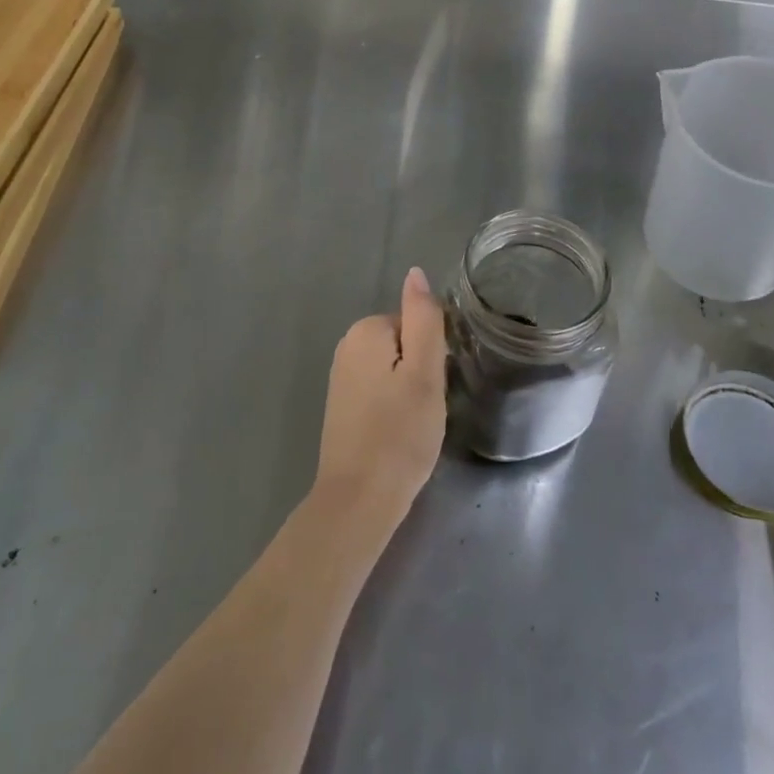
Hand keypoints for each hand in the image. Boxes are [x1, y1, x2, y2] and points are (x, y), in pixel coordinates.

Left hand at [313, 267, 447, 538]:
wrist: (358, 501)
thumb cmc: (399, 434)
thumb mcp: (424, 372)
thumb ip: (424, 318)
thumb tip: (416, 272)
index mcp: (367, 330)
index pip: (417, 325)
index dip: (433, 356)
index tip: (433, 388)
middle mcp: (348, 345)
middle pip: (405, 345)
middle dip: (421, 373)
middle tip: (425, 409)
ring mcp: (341, 377)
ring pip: (394, 371)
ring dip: (409, 393)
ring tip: (413, 425)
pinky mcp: (341, 405)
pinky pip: (380, 391)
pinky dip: (393, 409)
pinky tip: (396, 435)